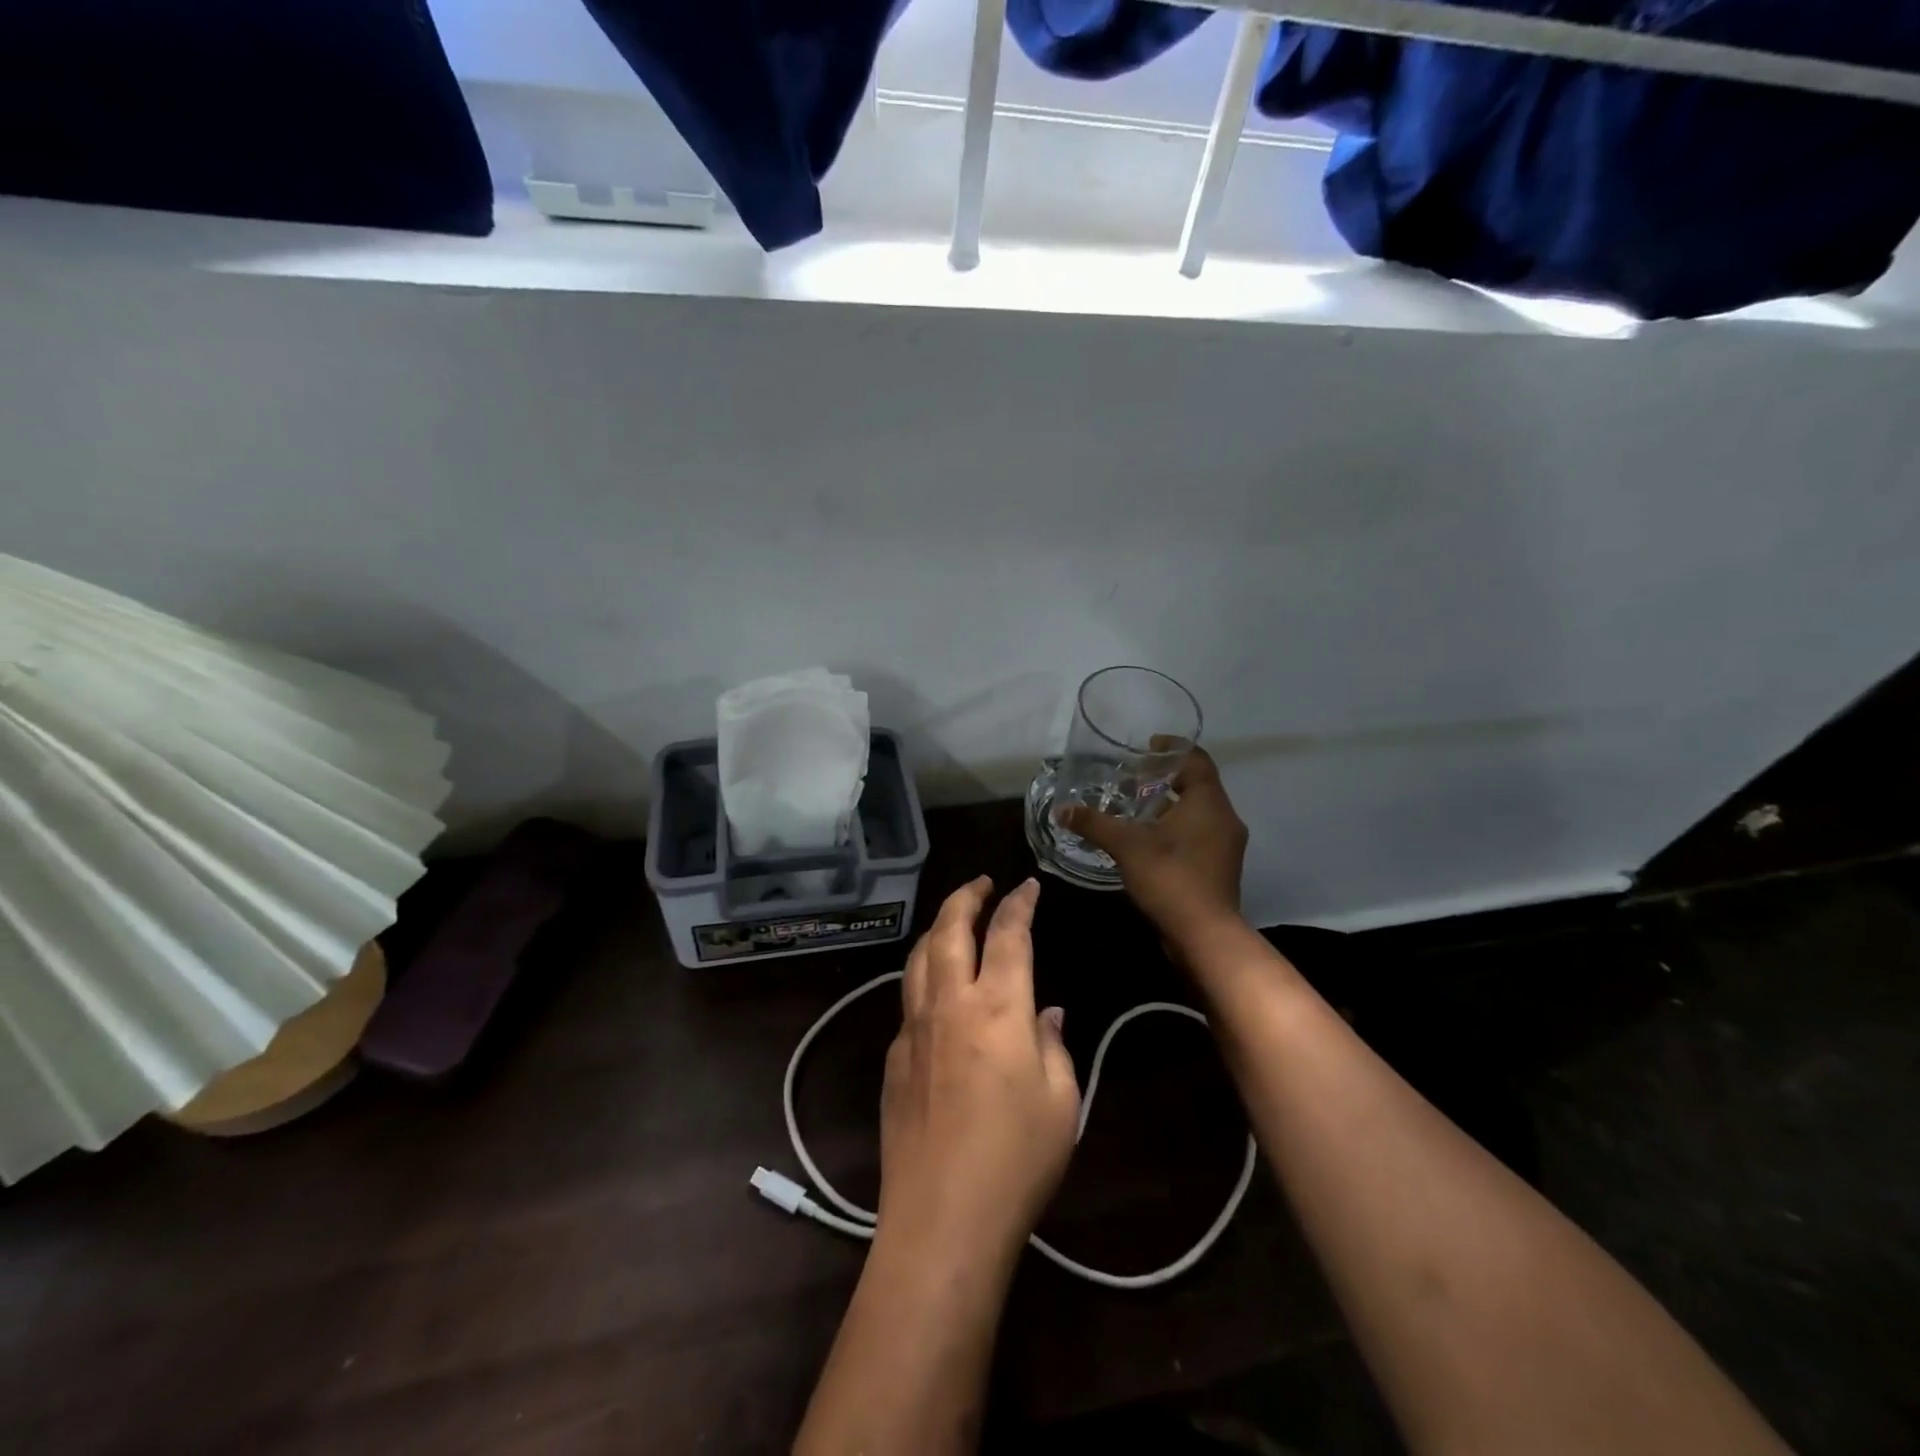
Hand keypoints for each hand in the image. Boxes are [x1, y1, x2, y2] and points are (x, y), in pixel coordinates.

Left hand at [879, 877, 1079, 1271]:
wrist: (942, 1218)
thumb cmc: (1017, 1160)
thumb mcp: (1061, 1102)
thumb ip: (1054, 1046)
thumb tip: (1047, 1014)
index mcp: (997, 1007)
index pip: (1008, 934)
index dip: (1019, 903)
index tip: (1027, 886)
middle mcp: (949, 1003)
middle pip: (949, 928)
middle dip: (966, 895)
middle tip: (981, 881)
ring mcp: (913, 1028)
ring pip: (918, 957)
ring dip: (937, 928)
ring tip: (953, 920)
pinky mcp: (893, 1058)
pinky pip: (908, 999)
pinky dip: (924, 976)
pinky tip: (936, 992)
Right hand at [1056, 745, 1248, 951]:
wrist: (1205, 935)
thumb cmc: (1170, 877)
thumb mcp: (1126, 845)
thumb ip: (1094, 823)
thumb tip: (1062, 810)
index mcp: (1209, 803)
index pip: (1197, 760)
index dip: (1172, 750)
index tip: (1146, 748)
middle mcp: (1224, 818)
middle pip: (1197, 786)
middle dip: (1165, 781)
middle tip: (1133, 782)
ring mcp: (1226, 846)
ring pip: (1198, 813)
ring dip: (1169, 807)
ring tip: (1135, 811)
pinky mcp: (1220, 868)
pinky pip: (1198, 836)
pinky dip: (1176, 830)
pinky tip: (1148, 842)